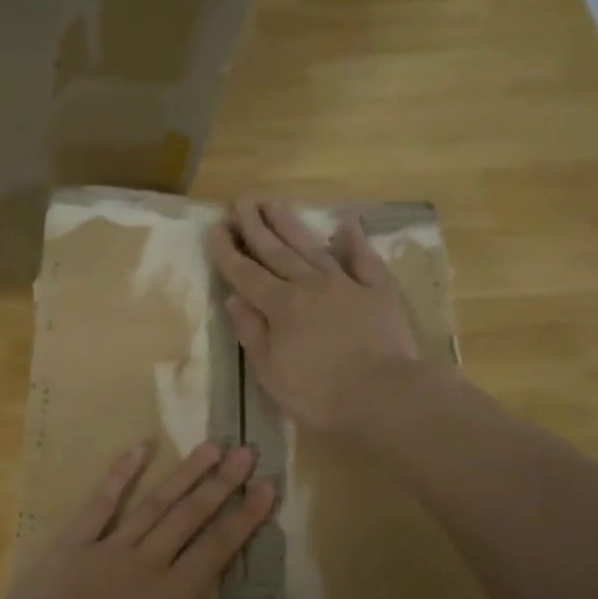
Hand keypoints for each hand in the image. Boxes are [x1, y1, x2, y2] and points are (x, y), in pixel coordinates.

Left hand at [0, 440, 300, 598]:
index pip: (220, 546)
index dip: (247, 515)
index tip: (268, 485)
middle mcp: (148, 564)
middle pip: (192, 515)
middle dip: (223, 482)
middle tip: (247, 449)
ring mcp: (106, 550)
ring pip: (154, 503)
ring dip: (185, 473)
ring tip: (211, 445)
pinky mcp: (70, 546)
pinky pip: (100, 502)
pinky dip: (121, 473)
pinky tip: (139, 447)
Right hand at [209, 197, 422, 436]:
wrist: (382, 396)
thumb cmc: (318, 394)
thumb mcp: (270, 372)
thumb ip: (252, 333)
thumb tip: (233, 300)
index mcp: (280, 306)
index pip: (246, 274)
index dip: (228, 253)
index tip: (215, 230)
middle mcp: (309, 285)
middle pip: (277, 252)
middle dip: (256, 227)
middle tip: (241, 201)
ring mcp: (346, 284)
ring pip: (312, 247)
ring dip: (291, 224)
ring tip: (273, 203)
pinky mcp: (378, 291)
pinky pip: (364, 259)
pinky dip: (355, 240)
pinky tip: (346, 224)